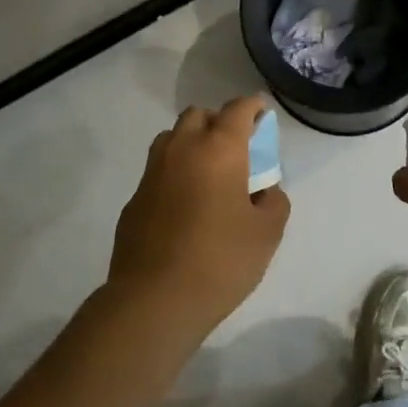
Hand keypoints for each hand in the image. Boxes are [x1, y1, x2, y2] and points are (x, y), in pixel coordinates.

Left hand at [108, 96, 291, 335]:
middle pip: (198, 116)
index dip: (252, 107)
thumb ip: (273, 201)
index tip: (262, 113)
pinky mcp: (134, 200)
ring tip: (209, 174)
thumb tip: (262, 191)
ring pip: (172, 139)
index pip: (237, 110)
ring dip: (192, 144)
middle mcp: (181, 150)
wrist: (155, 299)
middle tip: (237, 150)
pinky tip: (186, 207)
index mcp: (218, 150)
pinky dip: (175, 175)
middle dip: (219, 123)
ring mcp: (152, 173)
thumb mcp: (267, 232)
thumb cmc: (221, 260)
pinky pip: (158, 172)